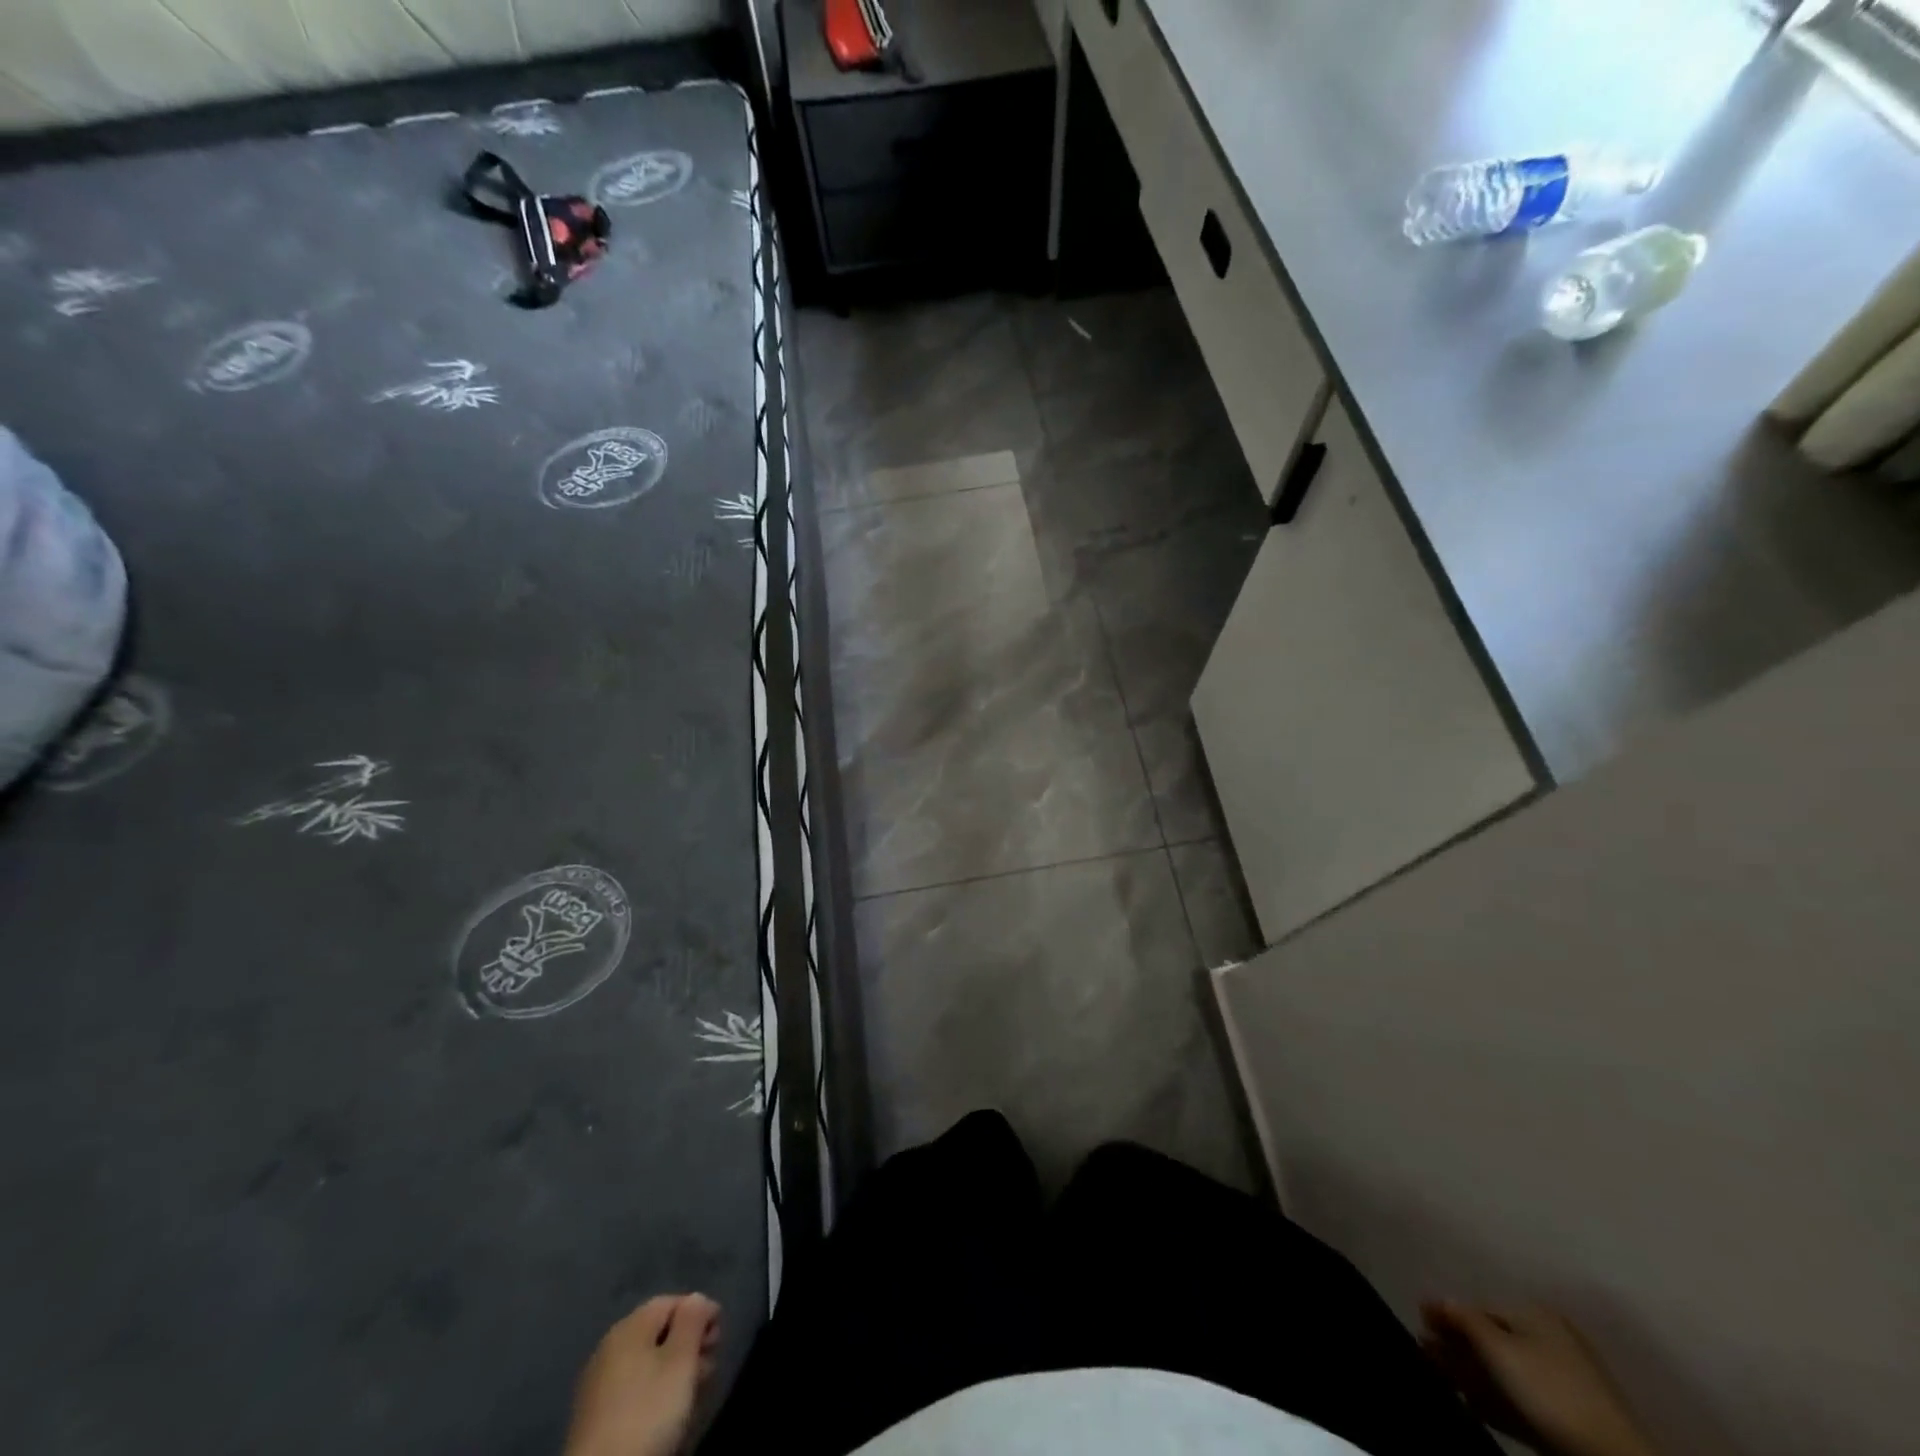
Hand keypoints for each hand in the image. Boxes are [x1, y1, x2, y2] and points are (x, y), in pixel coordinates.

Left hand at [564, 1294, 721, 1455]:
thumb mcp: (681, 1360)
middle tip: (710, 1365)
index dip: (700, 1312)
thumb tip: (696, 1299)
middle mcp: (610, 1346)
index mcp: (629, 1326)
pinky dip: (654, 1389)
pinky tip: (666, 1410)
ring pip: (646, 1361)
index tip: (719, 1337)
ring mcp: (598, 1382)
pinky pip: (633, 1387)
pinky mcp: (594, 1416)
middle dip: (689, 1343)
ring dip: (674, 1368)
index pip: (672, 1301)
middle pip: (658, 1331)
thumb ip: (693, 1320)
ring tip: (694, 1390)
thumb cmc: (647, 1411)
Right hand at [1420, 1302, 1655, 1455]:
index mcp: (1535, 1314)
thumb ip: (1463, 1318)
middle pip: (1492, 1339)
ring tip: (1444, 1379)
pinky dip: (1497, 1397)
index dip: (1448, 1316)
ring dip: (1471, 1373)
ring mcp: (1562, 1380)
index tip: (1420, 1323)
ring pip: (1505, 1371)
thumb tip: (1438, 1300)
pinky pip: (1522, 1397)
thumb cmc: (1547, 1387)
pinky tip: (1475, 1405)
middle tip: (1426, 1353)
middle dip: (1457, 1346)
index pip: (1480, 1309)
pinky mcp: (1568, 1415)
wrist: (1611, 1455)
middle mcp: (1549, 1338)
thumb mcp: (1497, 1347)